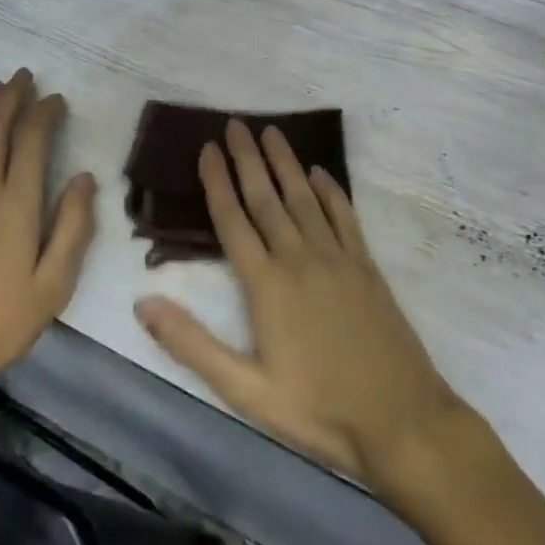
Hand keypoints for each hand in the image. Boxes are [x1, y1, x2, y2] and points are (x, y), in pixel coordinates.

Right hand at [133, 120, 460, 486]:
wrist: (402, 420)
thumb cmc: (318, 409)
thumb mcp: (246, 390)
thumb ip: (193, 344)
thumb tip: (143, 303)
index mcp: (267, 285)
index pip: (234, 220)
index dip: (217, 182)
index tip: (207, 148)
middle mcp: (300, 259)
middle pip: (268, 198)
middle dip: (248, 159)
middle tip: (236, 124)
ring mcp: (338, 259)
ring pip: (305, 198)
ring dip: (286, 163)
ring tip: (272, 133)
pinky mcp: (366, 267)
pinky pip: (344, 216)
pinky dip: (331, 190)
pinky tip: (322, 173)